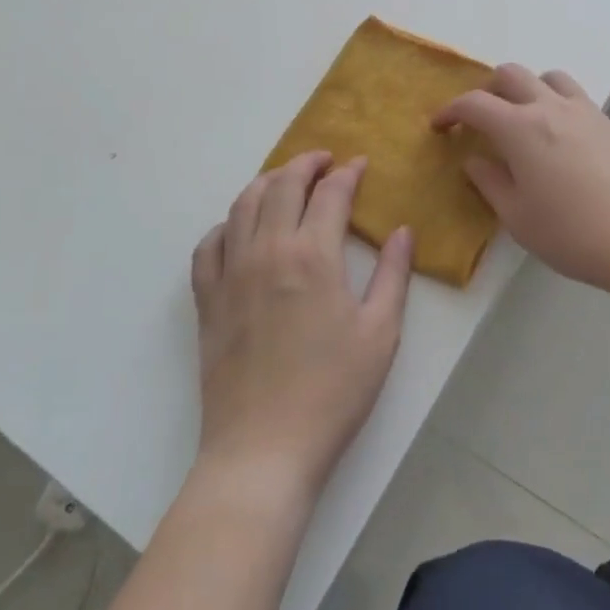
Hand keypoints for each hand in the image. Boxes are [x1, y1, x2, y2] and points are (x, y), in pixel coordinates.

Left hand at [191, 153, 412, 496]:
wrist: (263, 449)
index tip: (361, 165)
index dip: (348, 173)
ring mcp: (230, 273)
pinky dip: (226, 225)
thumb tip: (402, 232)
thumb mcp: (379, 333)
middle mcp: (266, 251)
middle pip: (281, 185)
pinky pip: (208, 246)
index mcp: (312, 256)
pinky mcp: (207, 300)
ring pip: (242, 205)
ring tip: (285, 180)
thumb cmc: (332, 392)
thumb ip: (393, 275)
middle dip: (305, 163)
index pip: (330, 193)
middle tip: (324, 160)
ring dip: (266, 182)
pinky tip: (239, 229)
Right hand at [432, 66, 609, 299]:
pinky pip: (574, 96)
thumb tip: (474, 159)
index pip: (475, 103)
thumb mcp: (518, 217)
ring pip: (548, 77)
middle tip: (479, 119)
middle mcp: (550, 107)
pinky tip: (558, 138)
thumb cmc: (573, 233)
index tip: (439, 126)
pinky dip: (555, 102)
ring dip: (526, 88)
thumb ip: (490, 182)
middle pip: (511, 75)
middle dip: (487, 89)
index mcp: (520, 128)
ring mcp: (585, 111)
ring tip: (521, 119)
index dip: (450, 110)